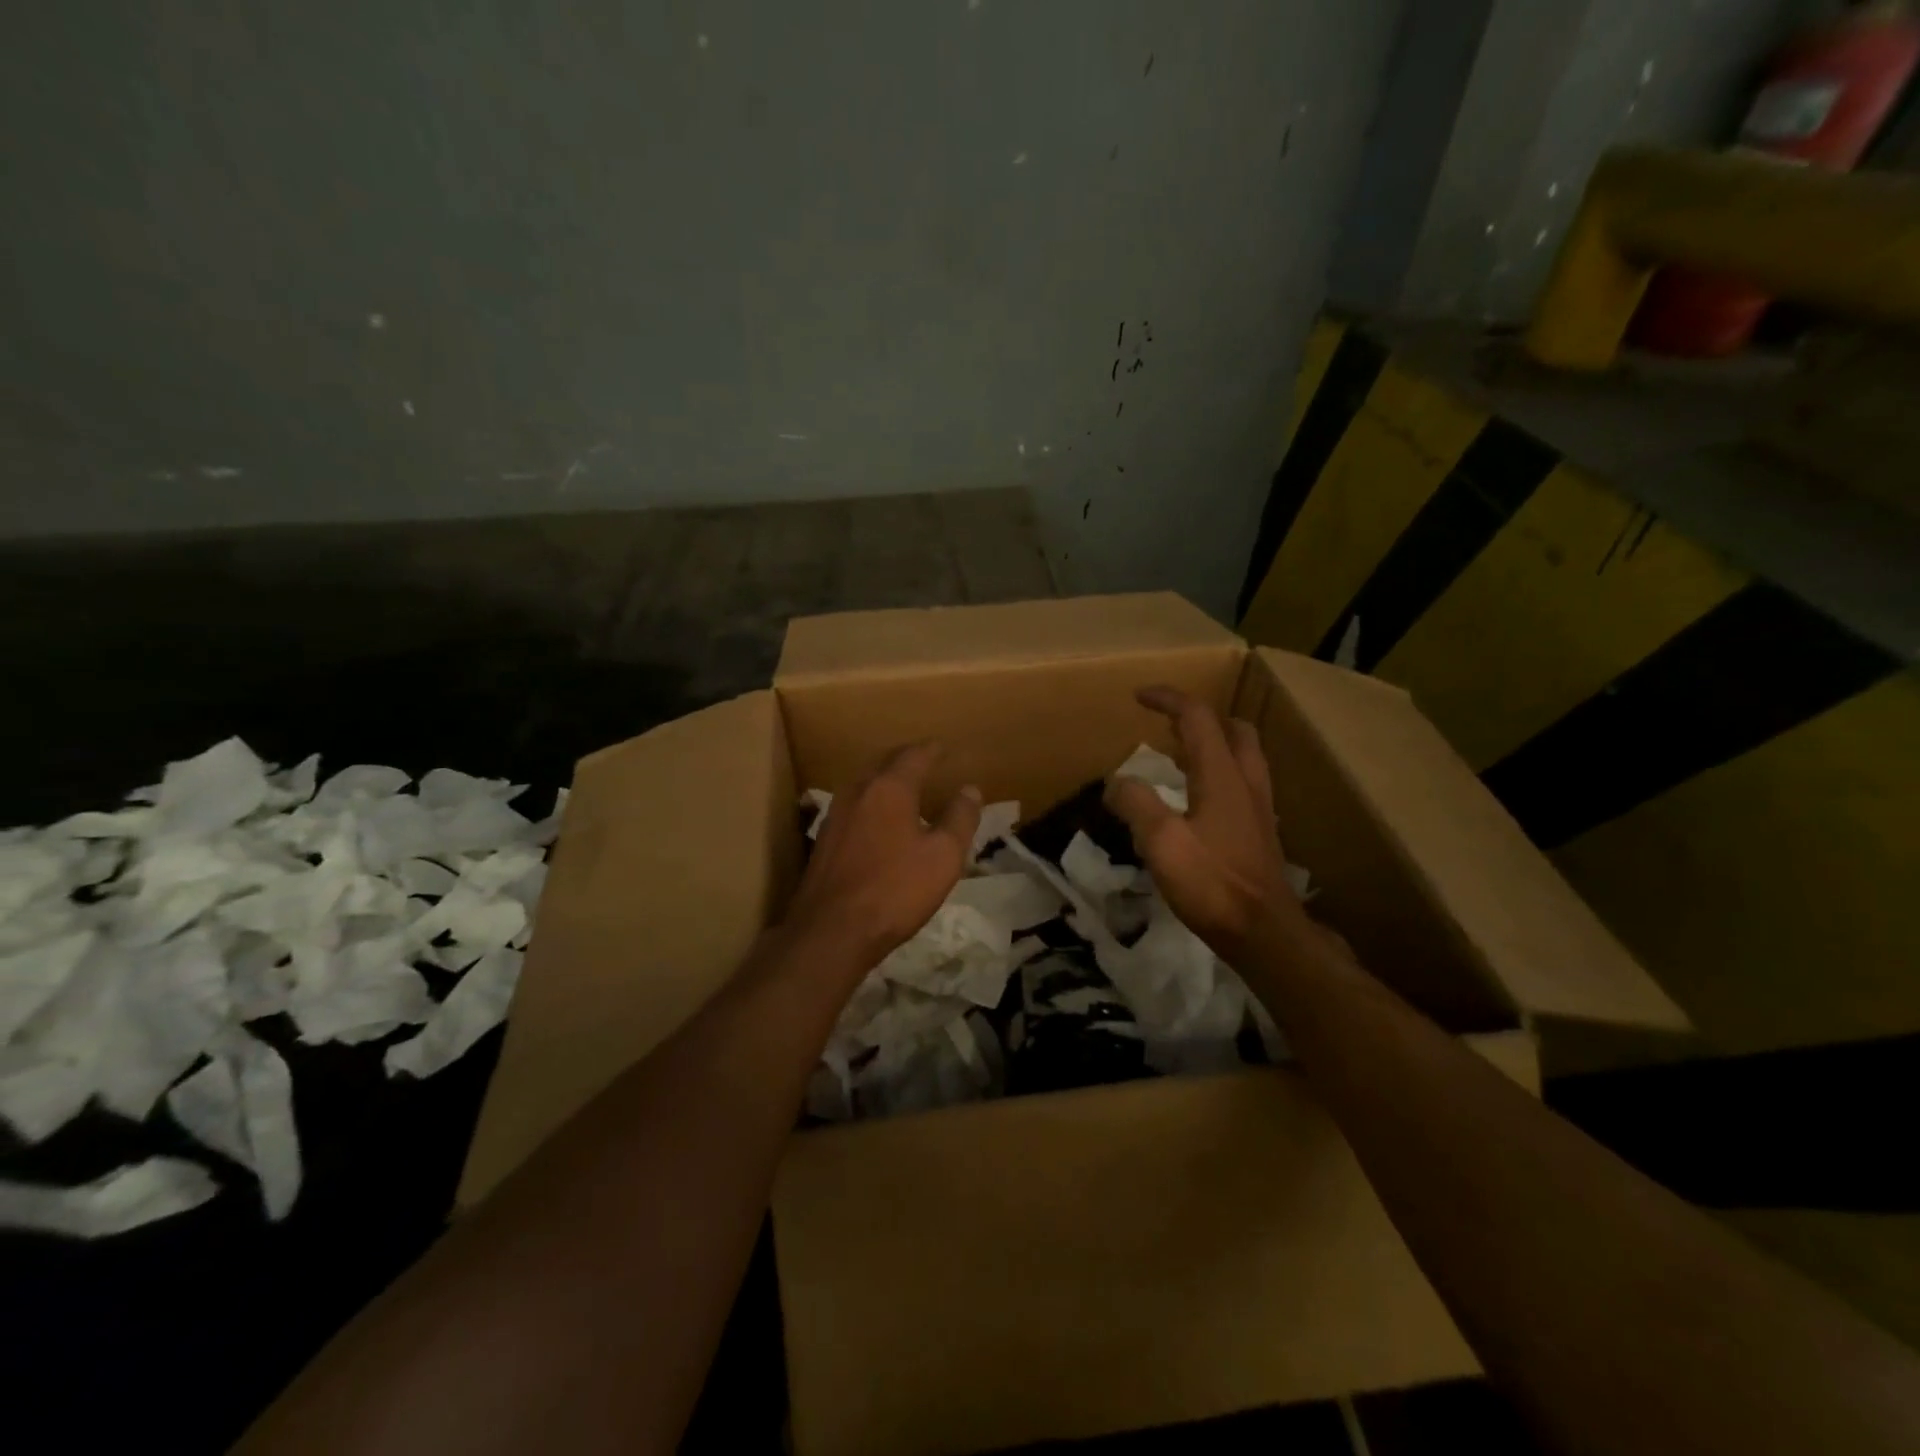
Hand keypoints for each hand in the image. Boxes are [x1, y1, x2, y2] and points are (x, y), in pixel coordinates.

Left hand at [782, 743, 982, 966]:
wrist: (832, 930)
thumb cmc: (895, 890)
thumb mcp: (943, 857)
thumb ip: (960, 819)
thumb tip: (970, 790)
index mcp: (890, 788)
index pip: (915, 755)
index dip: (933, 750)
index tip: (945, 748)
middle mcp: (859, 791)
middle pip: (885, 763)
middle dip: (907, 759)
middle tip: (926, 761)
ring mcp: (836, 814)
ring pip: (865, 783)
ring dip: (886, 779)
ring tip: (905, 788)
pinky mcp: (824, 838)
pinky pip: (854, 806)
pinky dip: (872, 802)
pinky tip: (879, 820)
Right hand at [1105, 687, 1305, 961]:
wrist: (1264, 932)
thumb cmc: (1212, 884)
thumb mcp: (1161, 842)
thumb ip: (1136, 804)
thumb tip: (1117, 783)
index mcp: (1222, 775)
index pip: (1197, 718)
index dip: (1168, 699)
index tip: (1139, 696)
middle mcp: (1246, 782)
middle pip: (1233, 729)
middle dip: (1199, 717)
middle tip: (1167, 725)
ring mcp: (1258, 807)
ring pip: (1243, 755)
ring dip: (1214, 742)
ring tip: (1180, 754)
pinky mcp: (1260, 830)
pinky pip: (1242, 782)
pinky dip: (1219, 771)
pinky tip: (1199, 798)